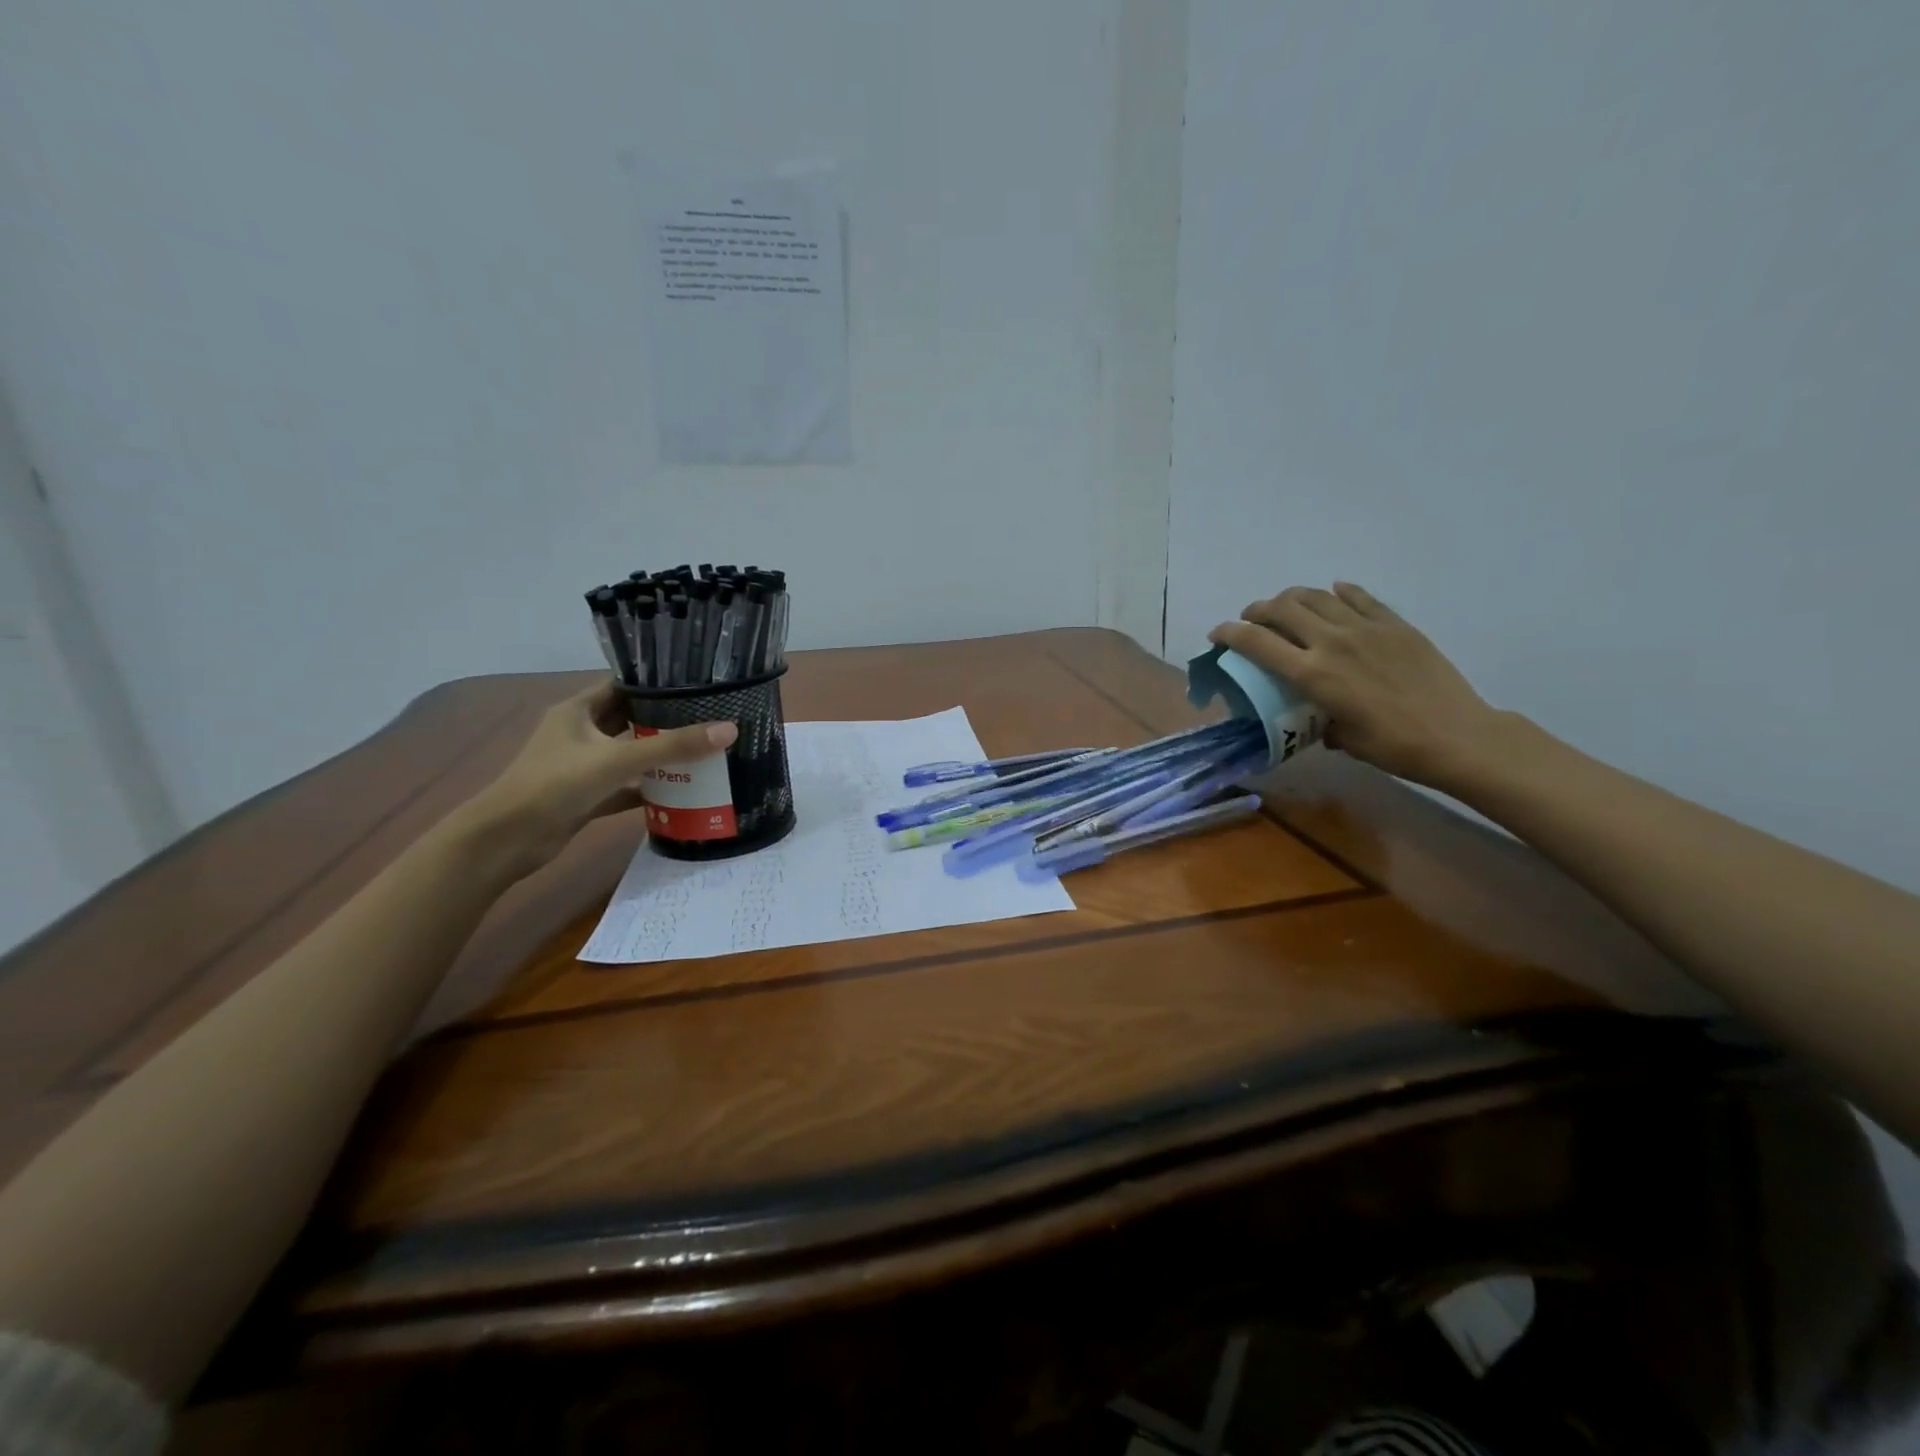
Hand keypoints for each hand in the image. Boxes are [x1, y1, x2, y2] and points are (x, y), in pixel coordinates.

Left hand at [463, 681, 737, 875]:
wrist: (506, 841)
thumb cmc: (556, 785)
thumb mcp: (618, 760)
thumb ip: (673, 746)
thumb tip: (730, 730)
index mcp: (578, 710)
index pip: (623, 685)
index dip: (657, 683)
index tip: (698, 683)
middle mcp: (579, 732)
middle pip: (630, 718)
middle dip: (666, 719)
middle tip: (710, 717)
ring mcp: (582, 766)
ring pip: (629, 753)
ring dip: (660, 755)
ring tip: (705, 750)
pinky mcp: (586, 796)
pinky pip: (625, 786)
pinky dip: (649, 788)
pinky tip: (682, 791)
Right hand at [1209, 583, 1505, 787]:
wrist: (1456, 735)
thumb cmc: (1392, 747)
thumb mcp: (1341, 738)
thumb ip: (1319, 718)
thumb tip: (1315, 715)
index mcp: (1312, 674)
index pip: (1256, 642)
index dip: (1229, 633)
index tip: (1217, 635)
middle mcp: (1332, 642)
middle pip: (1282, 608)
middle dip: (1257, 610)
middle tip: (1251, 620)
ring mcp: (1366, 628)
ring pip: (1316, 596)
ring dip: (1292, 597)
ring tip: (1286, 607)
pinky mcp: (1395, 624)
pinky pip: (1359, 597)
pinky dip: (1339, 593)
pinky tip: (1334, 594)